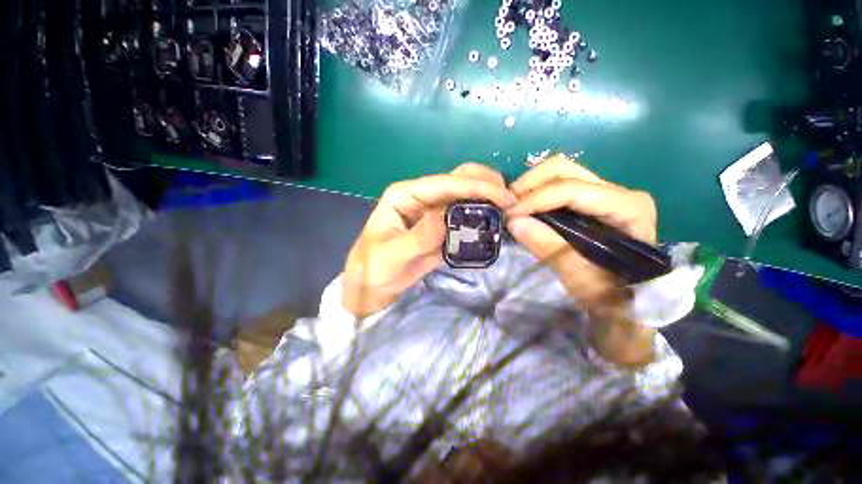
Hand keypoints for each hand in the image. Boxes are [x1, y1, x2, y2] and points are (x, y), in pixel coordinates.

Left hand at [342, 164, 515, 317]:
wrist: (372, 283)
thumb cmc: (374, 267)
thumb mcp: (393, 255)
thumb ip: (419, 237)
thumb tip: (445, 218)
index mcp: (405, 195)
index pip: (443, 184)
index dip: (475, 187)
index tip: (504, 196)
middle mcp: (420, 197)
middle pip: (456, 179)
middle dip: (485, 183)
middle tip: (510, 199)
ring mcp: (431, 210)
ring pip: (463, 194)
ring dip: (486, 196)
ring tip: (509, 208)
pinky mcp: (439, 225)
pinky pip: (463, 214)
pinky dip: (480, 213)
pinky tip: (494, 219)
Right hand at [505, 155, 657, 365]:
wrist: (627, 302)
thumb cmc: (612, 296)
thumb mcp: (581, 279)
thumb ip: (550, 249)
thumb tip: (513, 222)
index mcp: (628, 208)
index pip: (572, 190)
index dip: (536, 199)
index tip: (509, 215)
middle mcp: (618, 191)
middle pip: (564, 169)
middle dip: (529, 185)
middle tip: (507, 206)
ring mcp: (604, 193)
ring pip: (558, 172)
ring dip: (529, 187)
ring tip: (512, 207)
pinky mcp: (590, 200)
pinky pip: (556, 185)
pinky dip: (535, 193)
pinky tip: (523, 208)